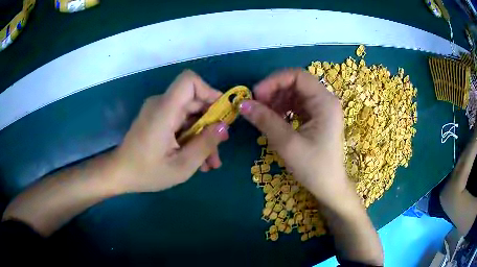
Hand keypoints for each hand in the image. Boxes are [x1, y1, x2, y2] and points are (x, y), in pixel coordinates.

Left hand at [110, 70, 228, 192]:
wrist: (119, 173)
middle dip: (211, 123)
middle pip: (194, 101)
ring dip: (202, 135)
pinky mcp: (157, 119)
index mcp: (164, 110)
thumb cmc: (146, 172)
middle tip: (220, 147)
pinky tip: (197, 159)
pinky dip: (191, 137)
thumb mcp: (181, 166)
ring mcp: (158, 111)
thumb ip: (204, 145)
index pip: (189, 81)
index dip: (209, 91)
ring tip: (209, 162)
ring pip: (189, 114)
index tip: (221, 113)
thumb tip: (223, 127)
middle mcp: (161, 104)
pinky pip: (180, 121)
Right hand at [239, 69, 348, 207]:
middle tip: (255, 104)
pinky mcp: (316, 118)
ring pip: (295, 93)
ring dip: (276, 99)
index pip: (298, 76)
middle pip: (296, 83)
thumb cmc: (314, 168)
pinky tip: (272, 117)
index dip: (274, 81)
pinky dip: (282, 108)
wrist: (329, 187)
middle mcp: (325, 100)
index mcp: (325, 102)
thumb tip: (242, 104)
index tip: (256, 94)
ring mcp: (322, 109)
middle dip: (274, 90)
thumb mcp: (288, 144)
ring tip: (261, 112)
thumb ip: (266, 121)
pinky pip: (297, 105)